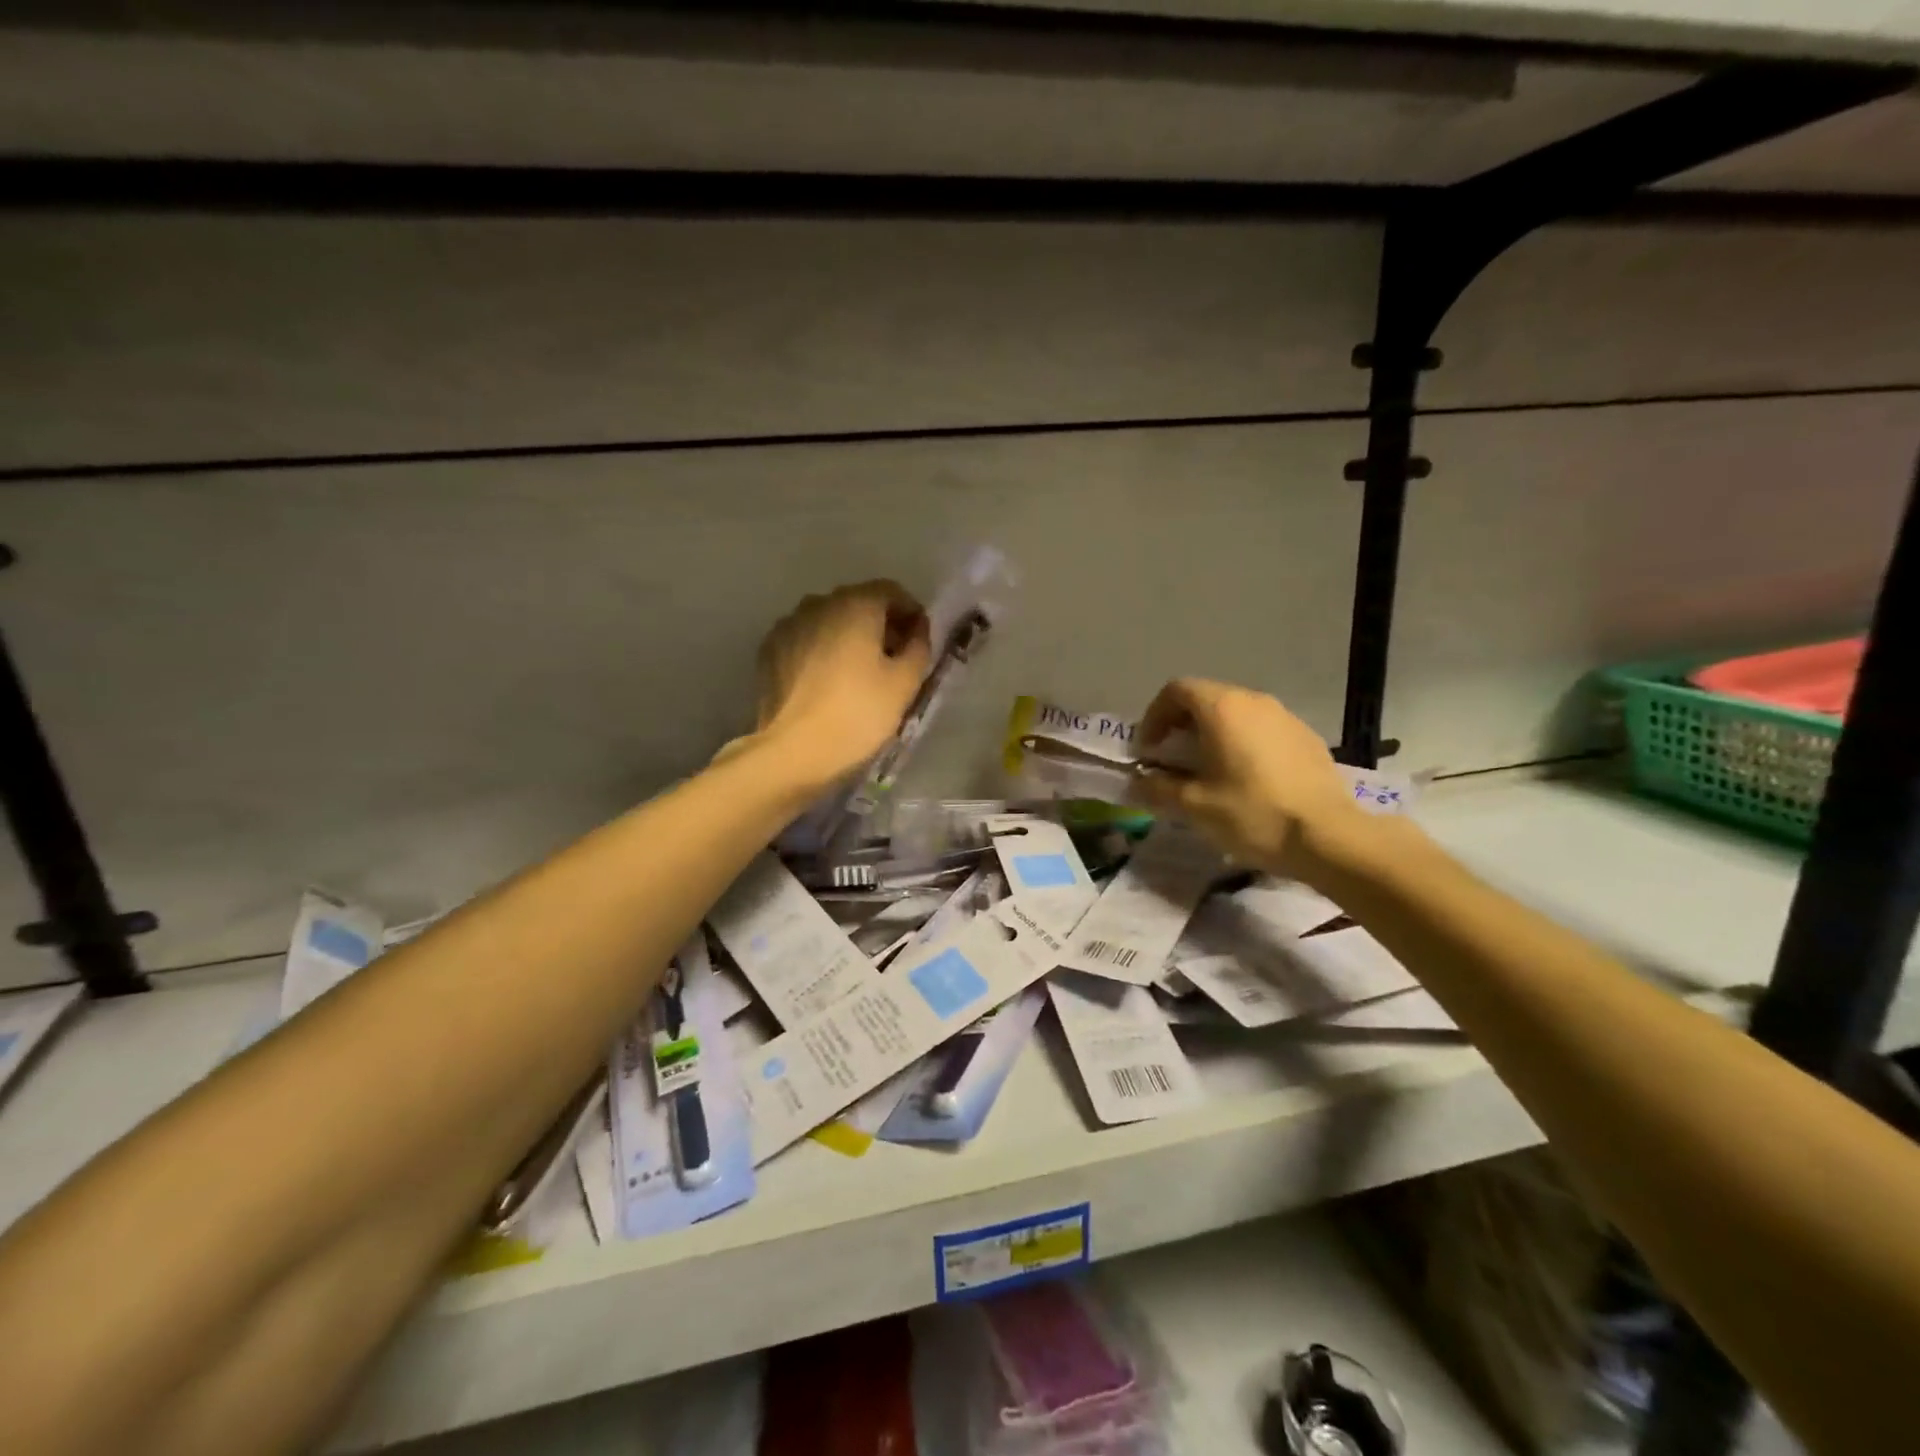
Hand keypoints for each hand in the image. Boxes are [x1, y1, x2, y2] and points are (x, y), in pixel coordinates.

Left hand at [753, 581, 931, 790]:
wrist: (793, 751)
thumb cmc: (858, 714)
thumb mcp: (905, 683)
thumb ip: (919, 646)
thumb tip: (917, 629)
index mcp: (855, 604)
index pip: (891, 591)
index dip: (911, 612)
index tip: (919, 641)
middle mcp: (818, 603)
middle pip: (858, 603)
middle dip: (880, 624)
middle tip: (893, 659)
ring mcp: (788, 625)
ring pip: (829, 621)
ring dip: (848, 637)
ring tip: (859, 673)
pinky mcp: (769, 650)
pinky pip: (806, 640)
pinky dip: (822, 650)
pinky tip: (828, 682)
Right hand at [1134, 677, 1363, 880]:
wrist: (1329, 837)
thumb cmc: (1253, 813)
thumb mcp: (1194, 806)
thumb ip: (1158, 788)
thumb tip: (1138, 781)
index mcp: (1222, 708)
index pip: (1176, 691)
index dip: (1154, 716)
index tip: (1148, 750)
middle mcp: (1254, 701)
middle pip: (1206, 698)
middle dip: (1180, 726)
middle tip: (1171, 761)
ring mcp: (1285, 717)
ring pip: (1236, 714)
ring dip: (1212, 735)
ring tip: (1207, 772)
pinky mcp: (1306, 738)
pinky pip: (1262, 730)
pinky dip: (1242, 744)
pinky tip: (1245, 780)